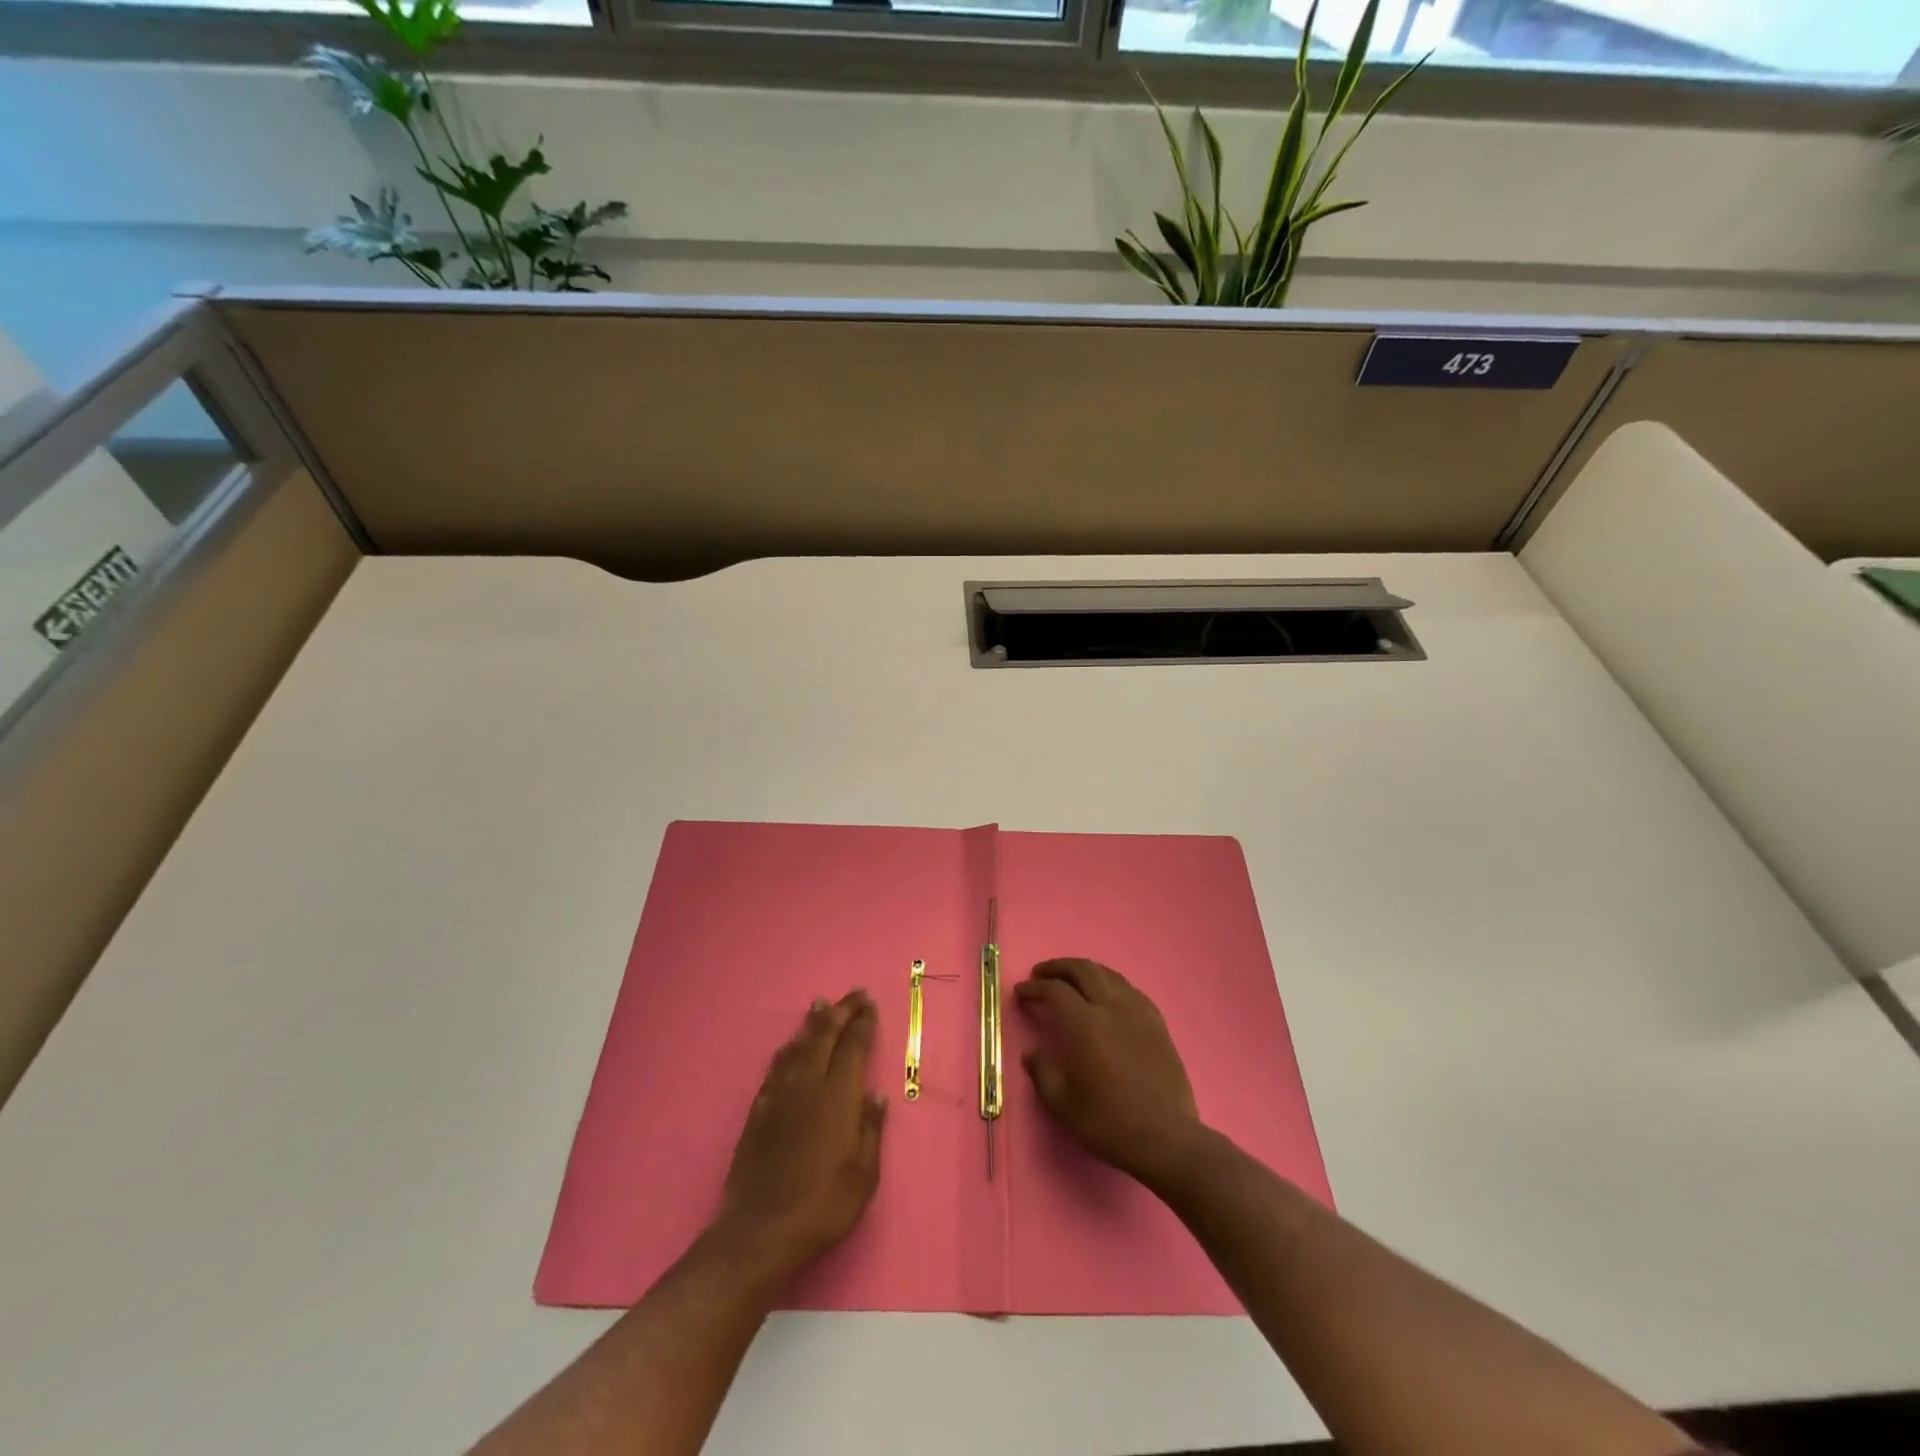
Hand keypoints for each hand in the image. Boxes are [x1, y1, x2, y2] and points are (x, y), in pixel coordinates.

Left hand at [713, 991, 887, 1281]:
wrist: (759, 1232)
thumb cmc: (823, 1207)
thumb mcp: (864, 1175)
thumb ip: (870, 1130)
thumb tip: (875, 1095)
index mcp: (838, 1097)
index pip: (853, 1047)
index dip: (863, 1023)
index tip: (870, 1004)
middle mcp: (808, 1086)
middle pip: (824, 1036)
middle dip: (841, 1012)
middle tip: (853, 995)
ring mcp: (779, 1096)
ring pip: (798, 1046)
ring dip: (812, 1024)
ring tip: (821, 1005)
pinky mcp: (758, 1112)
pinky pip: (776, 1067)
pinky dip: (787, 1049)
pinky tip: (790, 1046)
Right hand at [1015, 958, 1203, 1187]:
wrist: (1165, 1137)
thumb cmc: (1109, 1122)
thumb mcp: (1063, 1104)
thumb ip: (1042, 1072)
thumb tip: (1032, 1053)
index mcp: (1084, 1024)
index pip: (1054, 990)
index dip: (1034, 988)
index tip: (1021, 992)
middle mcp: (1111, 1007)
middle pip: (1082, 969)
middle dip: (1058, 967)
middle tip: (1041, 975)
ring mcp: (1137, 1011)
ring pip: (1108, 974)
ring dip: (1084, 970)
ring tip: (1071, 980)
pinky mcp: (1157, 1022)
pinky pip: (1130, 989)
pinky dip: (1110, 983)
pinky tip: (1107, 997)